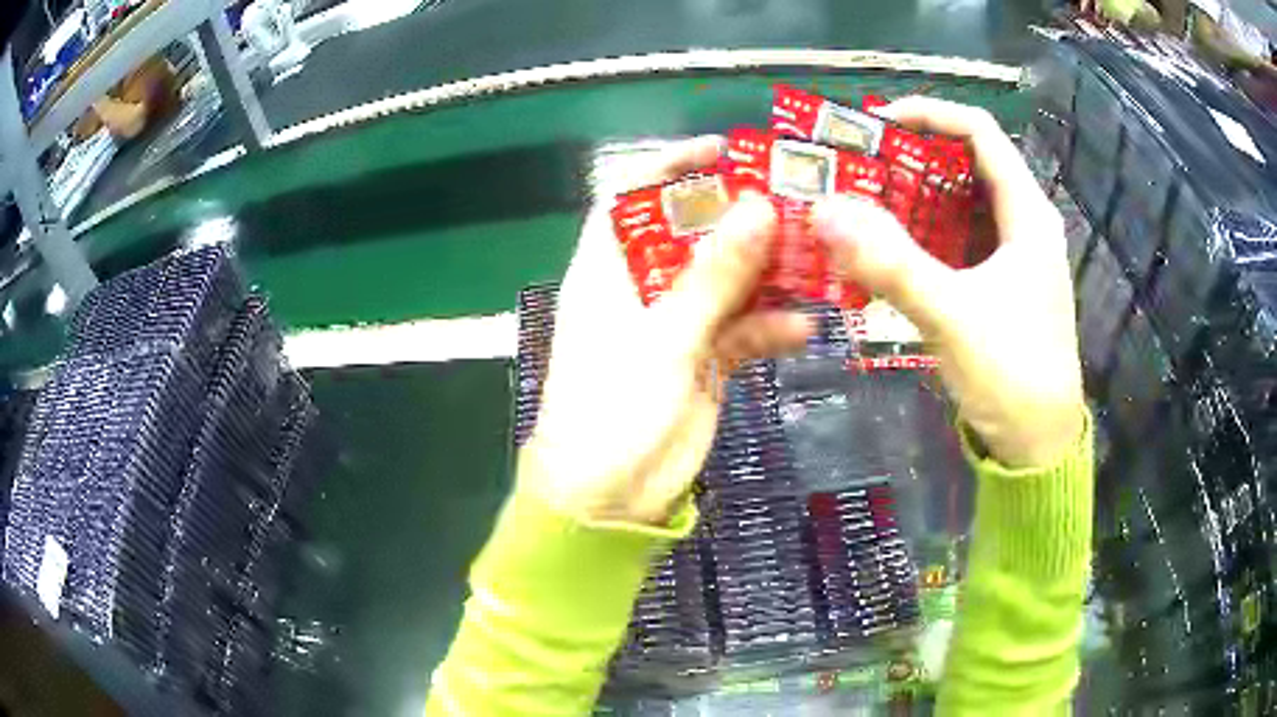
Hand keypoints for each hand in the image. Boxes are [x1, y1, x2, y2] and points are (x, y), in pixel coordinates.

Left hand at [526, 138, 812, 525]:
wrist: (609, 497)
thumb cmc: (614, 409)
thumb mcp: (664, 338)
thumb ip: (713, 275)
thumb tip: (758, 206)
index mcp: (609, 272)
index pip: (632, 199)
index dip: (670, 168)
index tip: (722, 150)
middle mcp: (643, 290)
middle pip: (693, 235)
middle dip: (740, 217)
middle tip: (793, 201)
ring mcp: (678, 326)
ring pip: (728, 282)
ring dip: (767, 272)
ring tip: (815, 258)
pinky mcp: (706, 362)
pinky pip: (744, 333)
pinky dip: (770, 329)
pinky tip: (802, 331)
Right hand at [810, 98, 1084, 467]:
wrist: (1038, 445)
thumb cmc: (1012, 376)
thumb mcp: (952, 316)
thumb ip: (891, 264)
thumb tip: (825, 211)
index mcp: (1027, 215)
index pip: (980, 132)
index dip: (930, 114)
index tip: (878, 122)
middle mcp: (1024, 224)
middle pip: (969, 163)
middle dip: (914, 156)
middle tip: (860, 164)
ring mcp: (1014, 256)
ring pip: (962, 203)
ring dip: (916, 195)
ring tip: (866, 198)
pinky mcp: (1001, 285)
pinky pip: (959, 240)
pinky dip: (925, 233)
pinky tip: (891, 247)